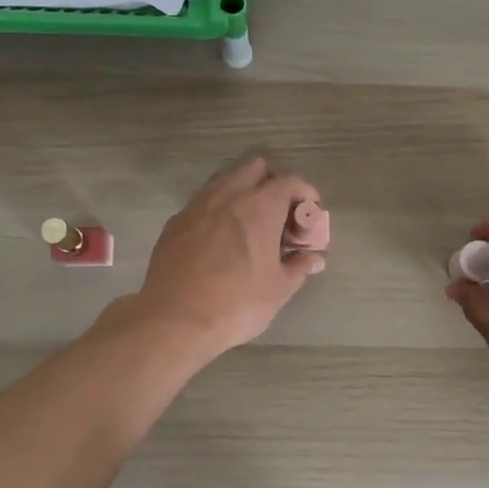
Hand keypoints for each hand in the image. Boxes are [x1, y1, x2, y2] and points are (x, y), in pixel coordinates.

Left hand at [130, 158, 325, 361]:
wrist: (174, 320)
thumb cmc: (237, 304)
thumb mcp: (279, 289)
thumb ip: (299, 266)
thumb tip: (313, 258)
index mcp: (260, 207)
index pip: (290, 182)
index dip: (305, 194)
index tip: (310, 215)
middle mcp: (228, 195)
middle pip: (256, 167)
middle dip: (273, 182)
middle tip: (281, 212)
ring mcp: (198, 206)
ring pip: (225, 179)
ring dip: (244, 190)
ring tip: (251, 222)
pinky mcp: (176, 222)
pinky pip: (203, 201)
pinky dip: (219, 208)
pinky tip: (221, 237)